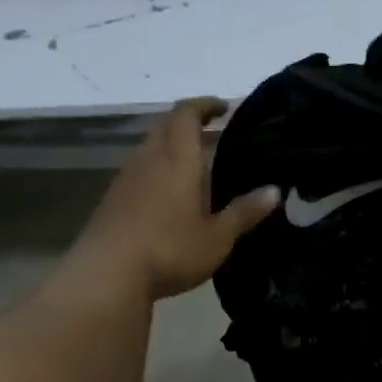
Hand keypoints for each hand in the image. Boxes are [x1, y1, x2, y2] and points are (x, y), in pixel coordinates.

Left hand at [78, 97, 280, 299]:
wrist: (106, 276)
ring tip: (196, 168)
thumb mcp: (217, 237)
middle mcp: (148, 158)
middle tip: (214, 136)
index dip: (205, 105)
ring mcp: (125, 178)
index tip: (224, 108)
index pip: (186, 113)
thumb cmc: (170, 249)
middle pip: (166, 126)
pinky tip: (170, 196)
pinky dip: (157, 170)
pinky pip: (138, 170)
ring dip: (171, 148)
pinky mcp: (111, 199)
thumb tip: (274, 191)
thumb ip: (245, 212)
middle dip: (189, 124)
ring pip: (150, 148)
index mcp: (177, 158)